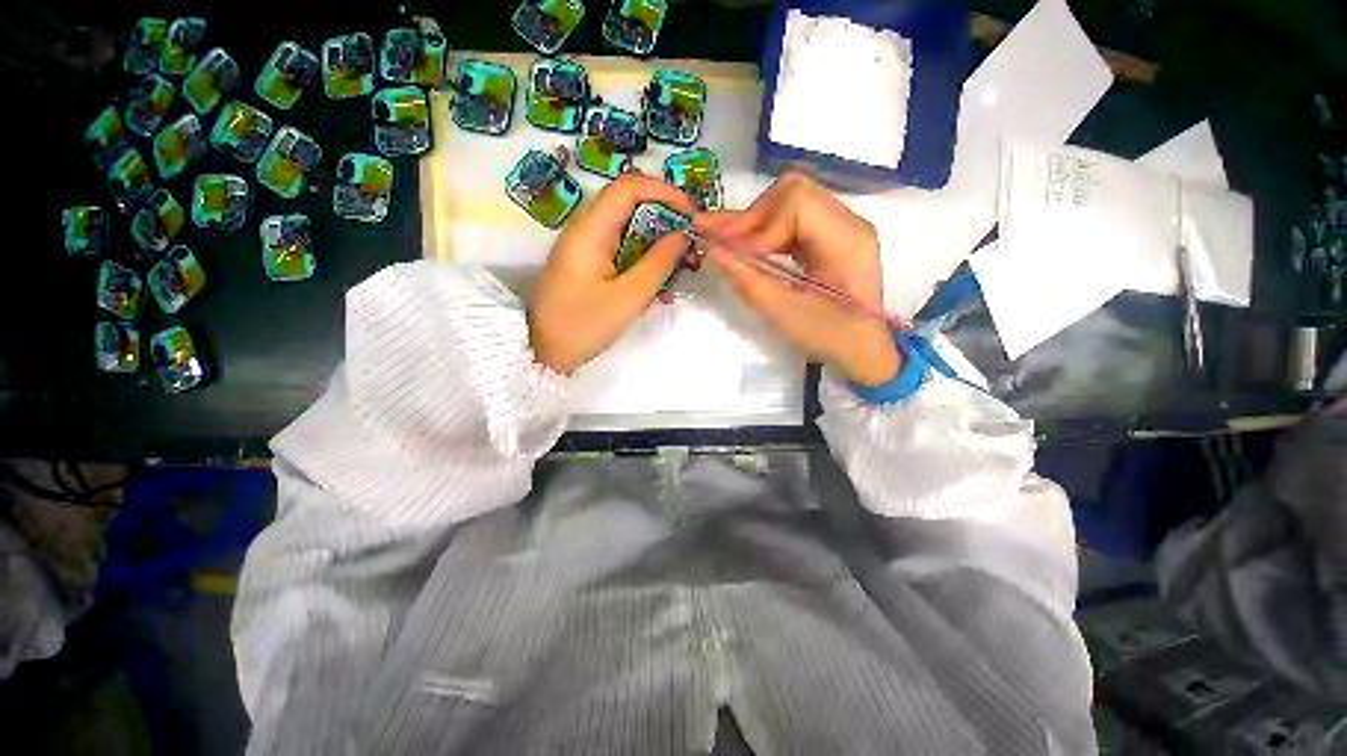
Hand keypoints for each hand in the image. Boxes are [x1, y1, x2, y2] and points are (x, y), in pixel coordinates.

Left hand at [529, 172, 696, 374]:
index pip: (630, 186)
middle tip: (689, 244)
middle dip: (665, 218)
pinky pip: (620, 247)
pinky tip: (657, 283)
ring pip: (627, 227)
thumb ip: (658, 264)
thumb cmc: (583, 326)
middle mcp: (585, 227)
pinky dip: (642, 257)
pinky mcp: (587, 261)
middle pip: (630, 203)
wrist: (543, 352)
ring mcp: (584, 245)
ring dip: (656, 241)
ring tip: (678, 267)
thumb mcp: (628, 298)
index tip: (692, 216)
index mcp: (590, 229)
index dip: (665, 192)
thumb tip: (681, 236)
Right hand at [697, 172, 901, 386]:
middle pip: (793, 193)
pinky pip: (793, 218)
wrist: (861, 349)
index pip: (796, 205)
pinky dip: (766, 230)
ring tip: (724, 239)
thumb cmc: (827, 336)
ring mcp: (841, 226)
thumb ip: (747, 279)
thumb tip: (712, 250)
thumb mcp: (783, 313)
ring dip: (755, 222)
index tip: (730, 253)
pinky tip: (747, 246)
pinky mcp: (830, 236)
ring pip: (790, 201)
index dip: (758, 225)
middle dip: (751, 217)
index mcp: (847, 240)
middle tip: (720, 240)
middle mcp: (849, 222)